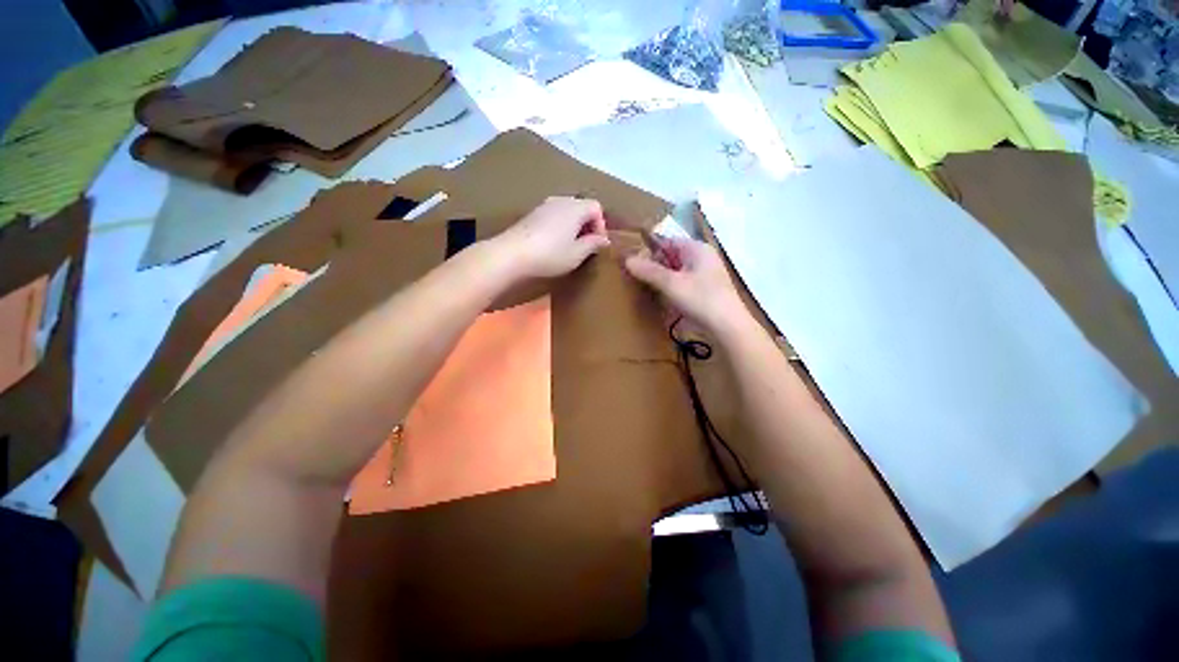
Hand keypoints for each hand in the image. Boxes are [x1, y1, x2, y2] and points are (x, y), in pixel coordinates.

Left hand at [494, 196, 610, 279]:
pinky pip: (553, 215)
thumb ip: (593, 244)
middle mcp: (560, 200)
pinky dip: (560, 227)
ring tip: (570, 246)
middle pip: (581, 206)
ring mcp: (544, 206)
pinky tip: (553, 244)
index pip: (596, 207)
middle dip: (587, 225)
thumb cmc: (550, 254)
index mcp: (575, 208)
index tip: (597, 244)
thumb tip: (604, 240)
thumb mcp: (577, 254)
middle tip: (586, 246)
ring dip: (573, 226)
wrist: (511, 253)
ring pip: (566, 211)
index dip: (601, 225)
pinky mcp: (532, 214)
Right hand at [624, 236, 747, 334]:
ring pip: (677, 271)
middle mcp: (702, 257)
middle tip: (638, 278)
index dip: (650, 251)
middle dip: (655, 266)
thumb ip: (649, 271)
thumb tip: (627, 259)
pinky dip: (672, 288)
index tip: (634, 264)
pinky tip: (663, 299)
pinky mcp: (705, 290)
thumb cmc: (700, 299)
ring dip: (662, 279)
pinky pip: (683, 283)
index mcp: (697, 249)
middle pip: (672, 256)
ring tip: (647, 289)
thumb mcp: (671, 284)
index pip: (667, 242)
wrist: (728, 326)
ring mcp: (705, 274)